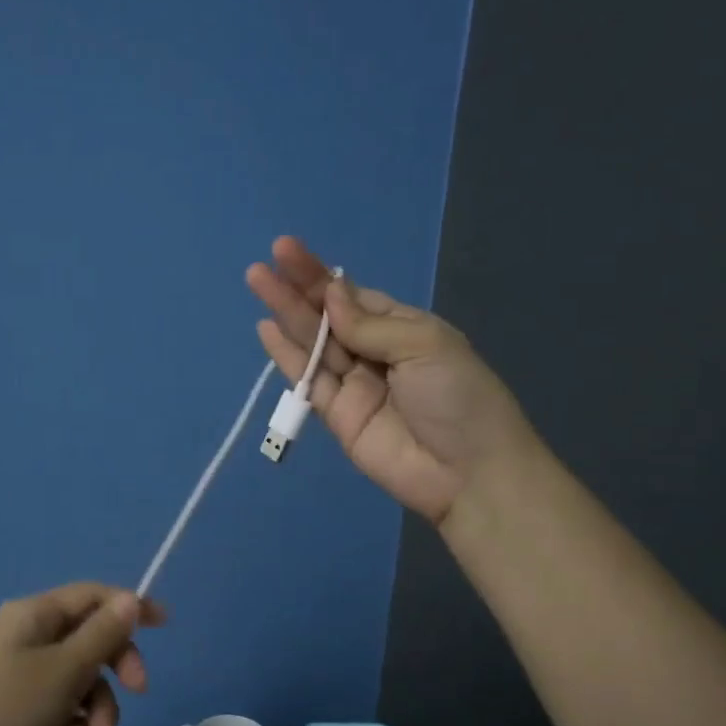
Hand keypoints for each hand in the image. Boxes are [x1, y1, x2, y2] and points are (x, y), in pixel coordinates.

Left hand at [0, 584, 164, 725]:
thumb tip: (130, 599)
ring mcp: (25, 679)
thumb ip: (101, 635)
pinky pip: (64, 710)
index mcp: (35, 616)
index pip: (92, 596)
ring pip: (82, 682)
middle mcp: (31, 640)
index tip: (164, 623)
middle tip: (137, 690)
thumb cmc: (4, 710)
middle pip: (92, 640)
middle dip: (116, 668)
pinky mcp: (24, 714)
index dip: (129, 605)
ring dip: (98, 708)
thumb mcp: (63, 670)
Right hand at [247, 236, 539, 523]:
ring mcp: (355, 386)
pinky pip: (309, 382)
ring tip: (258, 283)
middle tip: (263, 266)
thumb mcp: (424, 345)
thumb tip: (330, 296)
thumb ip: (370, 324)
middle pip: (329, 317)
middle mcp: (376, 353)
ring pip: (314, 345)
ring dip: (286, 315)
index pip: (355, 297)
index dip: (322, 277)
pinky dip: (288, 358)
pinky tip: (267, 330)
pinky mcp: (338, 417)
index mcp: (404, 329)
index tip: (289, 252)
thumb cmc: (458, 397)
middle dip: (297, 290)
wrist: (467, 473)